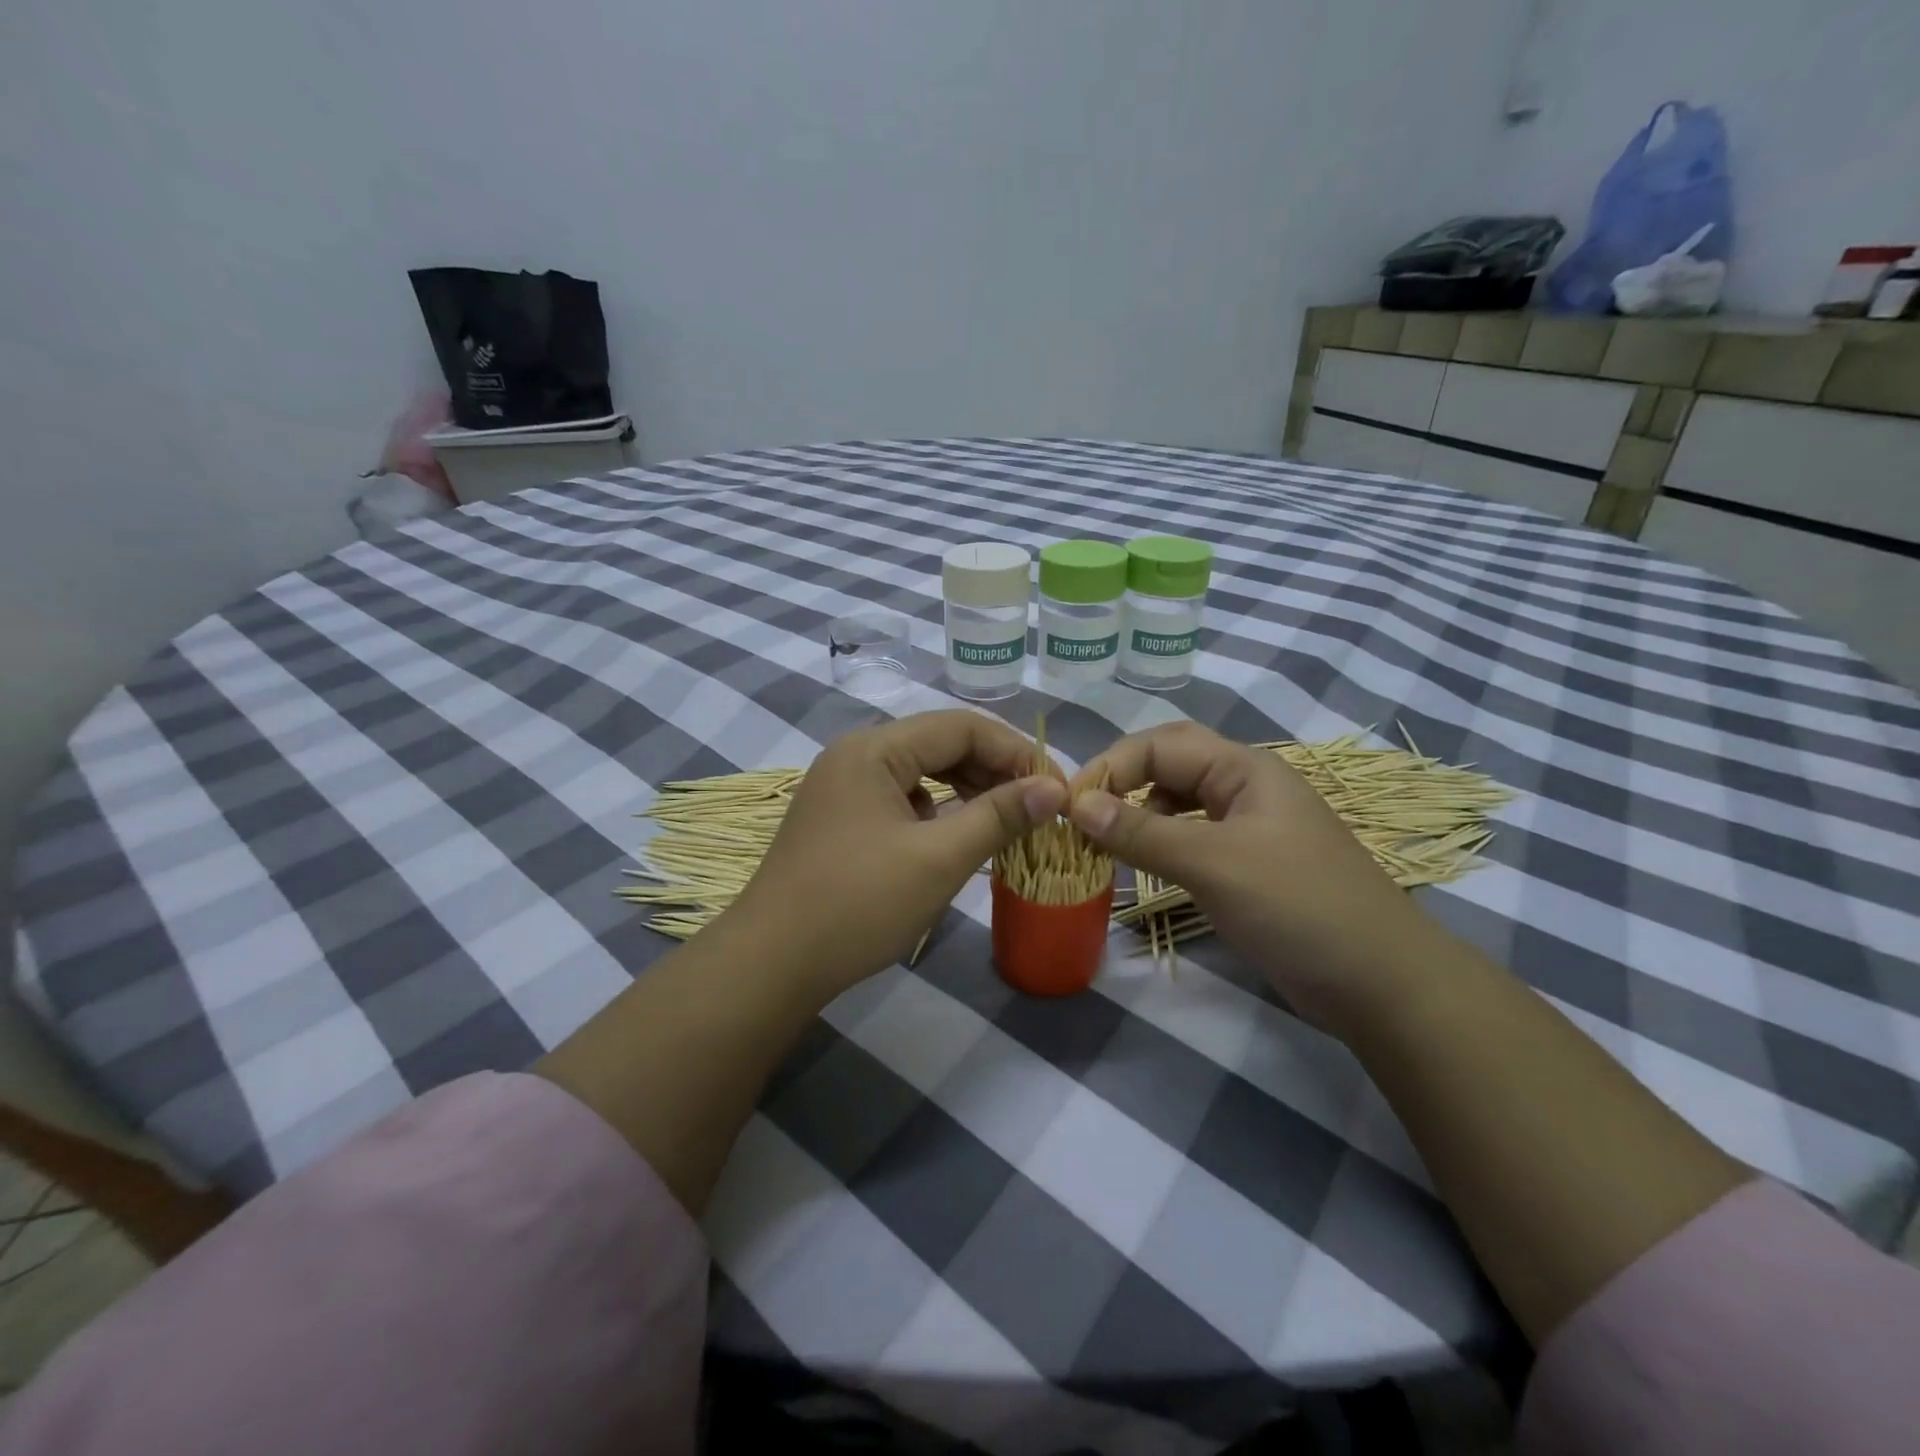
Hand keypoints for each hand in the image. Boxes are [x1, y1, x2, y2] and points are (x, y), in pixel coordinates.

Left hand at [731, 711, 1066, 997]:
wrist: (772, 963)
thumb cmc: (859, 904)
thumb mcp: (939, 859)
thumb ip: (999, 815)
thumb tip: (1055, 789)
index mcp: (874, 749)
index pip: (961, 726)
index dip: (1015, 752)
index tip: (1055, 788)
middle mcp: (855, 755)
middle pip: (940, 744)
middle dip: (993, 771)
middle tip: (1037, 807)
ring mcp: (843, 787)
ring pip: (921, 772)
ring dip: (967, 791)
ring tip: (1006, 821)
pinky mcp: (840, 819)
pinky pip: (901, 799)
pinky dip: (937, 812)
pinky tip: (955, 838)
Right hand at [1068, 722, 1429, 1027]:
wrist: (1380, 982)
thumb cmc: (1297, 906)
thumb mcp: (1214, 864)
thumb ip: (1143, 832)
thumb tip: (1077, 805)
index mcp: (1245, 768)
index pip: (1160, 744)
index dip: (1111, 766)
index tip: (1069, 805)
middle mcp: (1245, 787)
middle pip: (1169, 766)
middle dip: (1123, 784)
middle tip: (1082, 818)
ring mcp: (1248, 827)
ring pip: (1177, 803)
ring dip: (1138, 815)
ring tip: (1107, 845)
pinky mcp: (1247, 864)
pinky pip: (1190, 837)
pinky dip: (1160, 844)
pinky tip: (1146, 865)